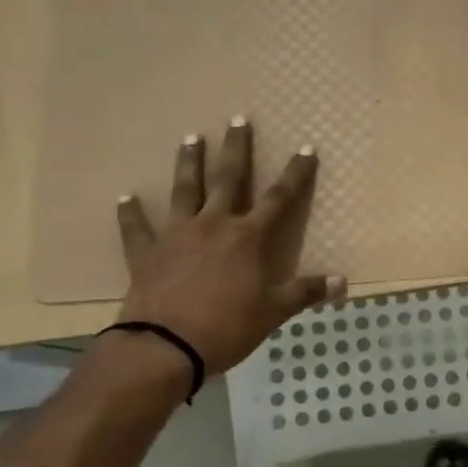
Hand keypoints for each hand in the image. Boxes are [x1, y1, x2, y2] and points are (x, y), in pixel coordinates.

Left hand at [115, 118, 343, 376]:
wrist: (164, 348)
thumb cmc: (227, 328)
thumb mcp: (273, 312)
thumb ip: (305, 292)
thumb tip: (342, 282)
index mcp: (248, 238)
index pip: (279, 198)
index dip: (295, 173)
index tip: (306, 147)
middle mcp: (214, 225)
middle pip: (228, 179)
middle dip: (236, 148)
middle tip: (238, 119)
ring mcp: (177, 235)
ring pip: (184, 190)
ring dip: (188, 163)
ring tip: (190, 138)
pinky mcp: (146, 253)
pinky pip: (137, 229)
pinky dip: (131, 213)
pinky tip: (125, 197)